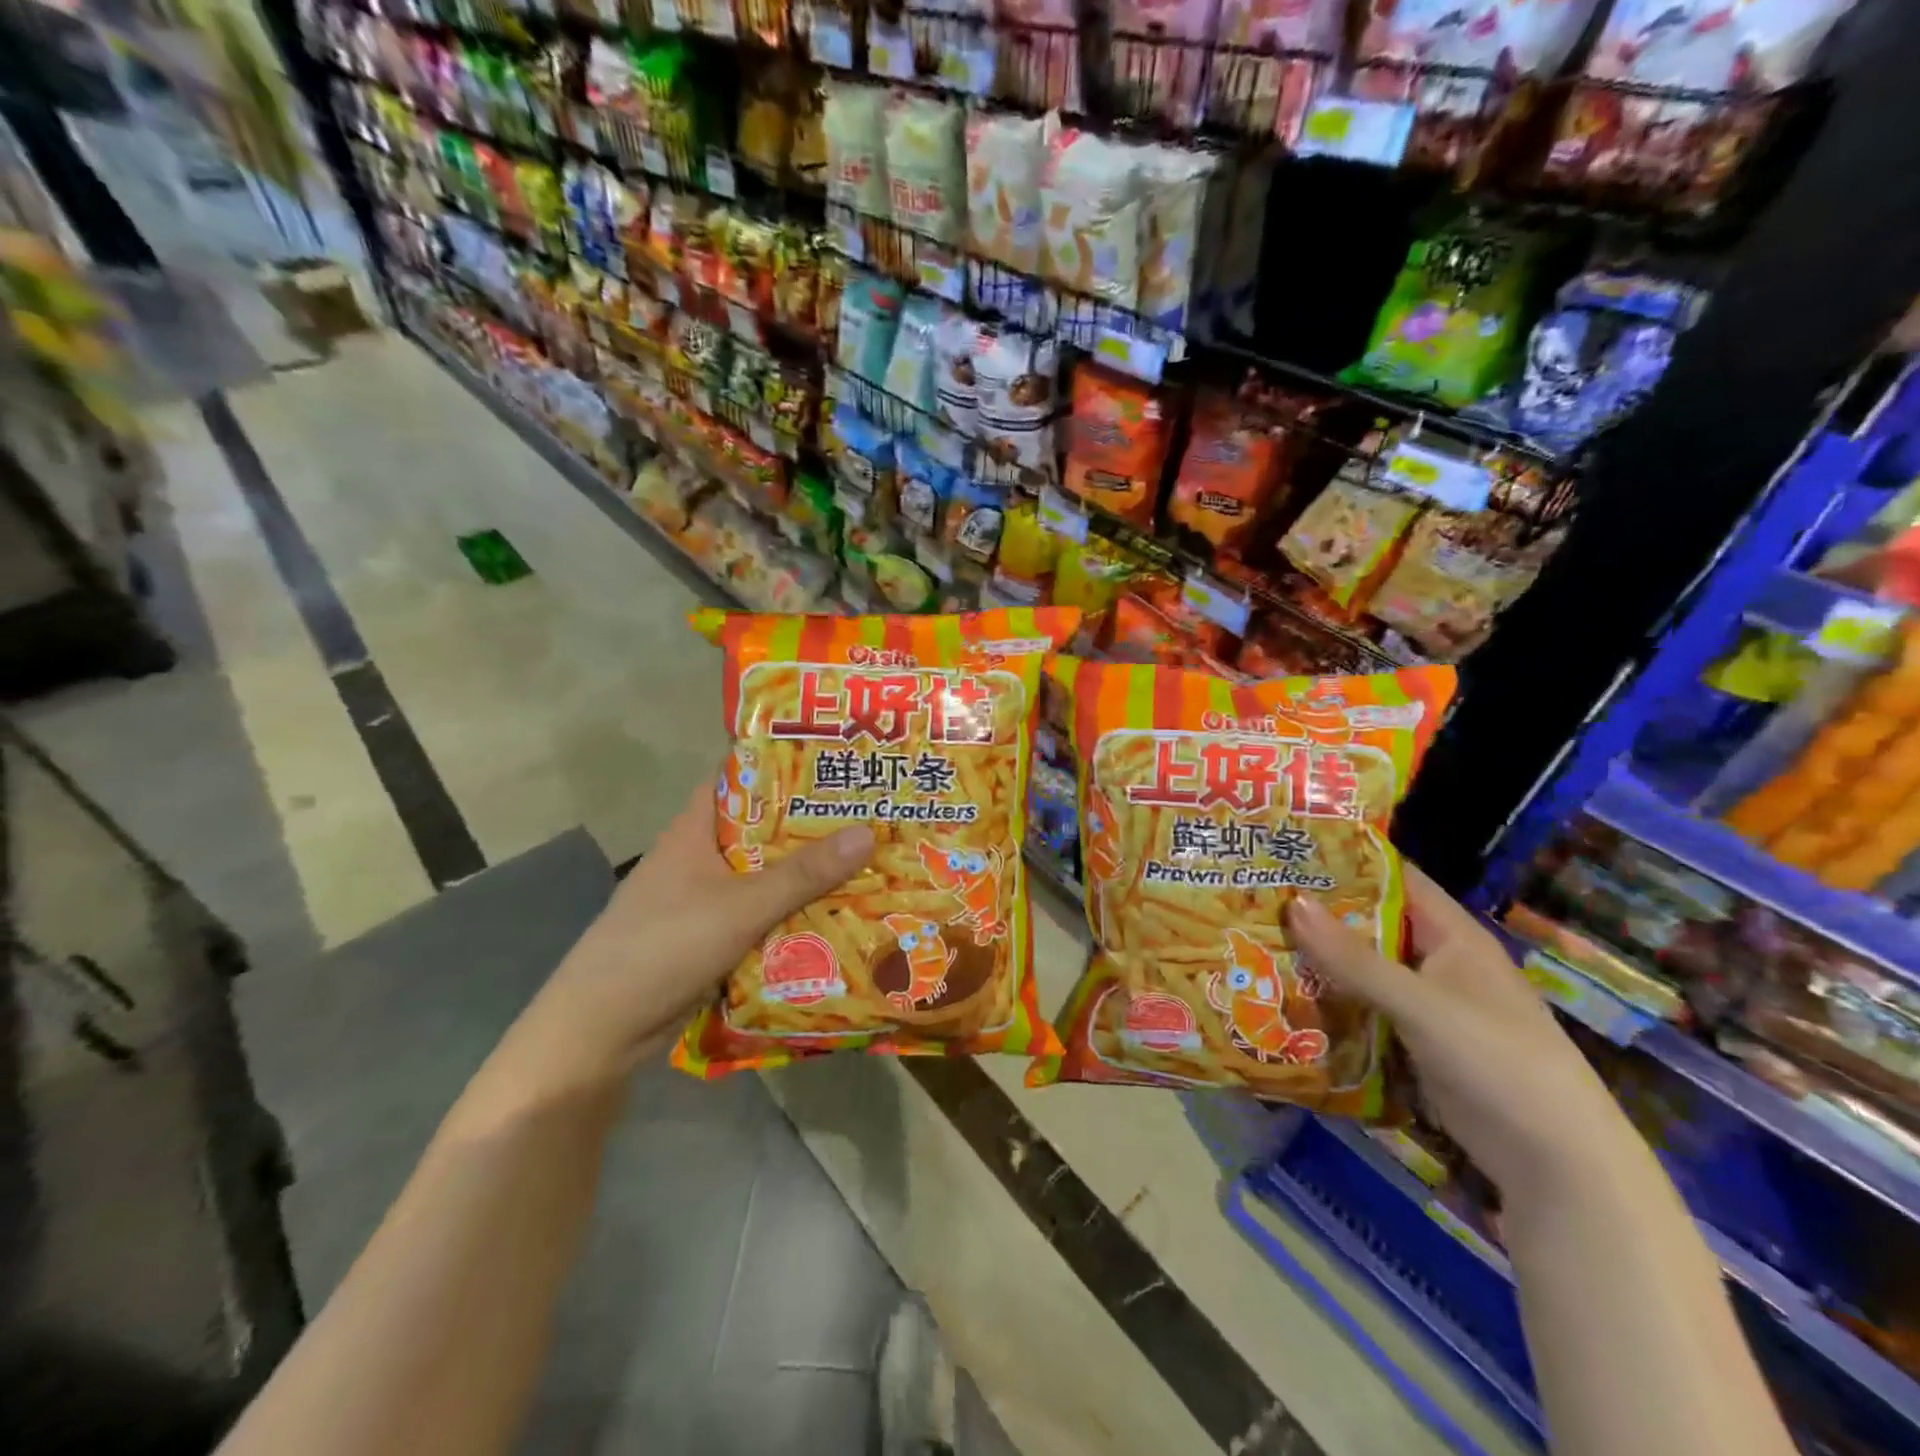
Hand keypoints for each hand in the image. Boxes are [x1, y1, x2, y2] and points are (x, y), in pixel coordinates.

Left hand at [488, 778, 872, 1098]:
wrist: (600, 1030)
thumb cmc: (664, 946)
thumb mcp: (741, 905)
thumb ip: (804, 873)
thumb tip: (867, 832)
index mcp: (694, 830)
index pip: (738, 778)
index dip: (782, 765)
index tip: (833, 760)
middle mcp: (698, 857)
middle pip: (761, 829)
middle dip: (809, 825)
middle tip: (868, 814)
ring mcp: (700, 899)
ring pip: (762, 875)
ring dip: (804, 874)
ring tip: (865, 861)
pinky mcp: (707, 937)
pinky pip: (758, 914)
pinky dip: (790, 913)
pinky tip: (833, 914)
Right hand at [1285, 866, 1646, 1207]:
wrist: (1557, 1165)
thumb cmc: (1498, 1062)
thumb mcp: (1422, 1004)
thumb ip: (1355, 959)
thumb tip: (1292, 903)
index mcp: (1453, 936)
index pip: (1393, 879)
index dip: (1344, 862)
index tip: (1286, 853)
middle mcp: (1438, 962)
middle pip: (1370, 925)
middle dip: (1318, 913)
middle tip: (1254, 899)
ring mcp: (1427, 1006)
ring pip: (1363, 970)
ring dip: (1318, 961)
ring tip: (1253, 942)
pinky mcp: (1415, 1044)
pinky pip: (1365, 1010)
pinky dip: (1331, 1002)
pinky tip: (1284, 998)